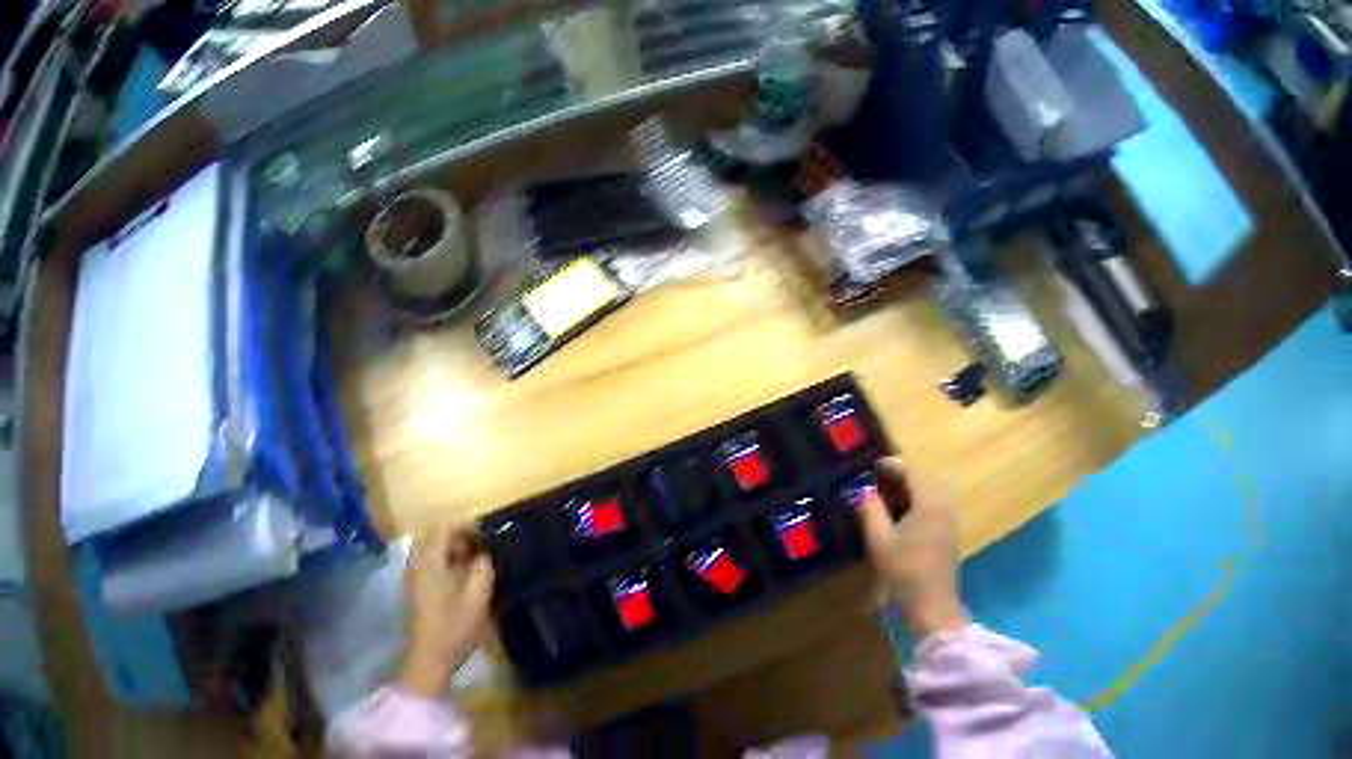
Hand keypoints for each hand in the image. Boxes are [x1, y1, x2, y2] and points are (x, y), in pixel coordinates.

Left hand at [399, 524, 494, 697]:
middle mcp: (417, 562)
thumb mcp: (477, 600)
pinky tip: (457, 578)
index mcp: (430, 560)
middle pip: (433, 534)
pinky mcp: (413, 587)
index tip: (486, 536)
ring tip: (471, 563)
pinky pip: (425, 561)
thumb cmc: (454, 628)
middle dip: (456, 536)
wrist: (429, 656)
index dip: (466, 526)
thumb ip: (482, 572)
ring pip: (428, 548)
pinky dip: (441, 560)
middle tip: (479, 549)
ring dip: (448, 548)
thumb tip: (484, 556)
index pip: (444, 527)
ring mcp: (412, 574)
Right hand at [857, 458, 968, 638]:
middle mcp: (944, 503)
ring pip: (933, 491)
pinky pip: (937, 504)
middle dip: (902, 476)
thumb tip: (863, 490)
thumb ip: (871, 511)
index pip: (912, 471)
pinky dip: (921, 501)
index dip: (892, 465)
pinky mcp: (950, 532)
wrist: (932, 603)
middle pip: (925, 478)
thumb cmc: (904, 571)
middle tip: (878, 481)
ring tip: (890, 497)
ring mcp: (950, 518)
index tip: (872, 466)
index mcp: (929, 501)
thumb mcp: (880, 542)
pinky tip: (904, 516)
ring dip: (913, 489)